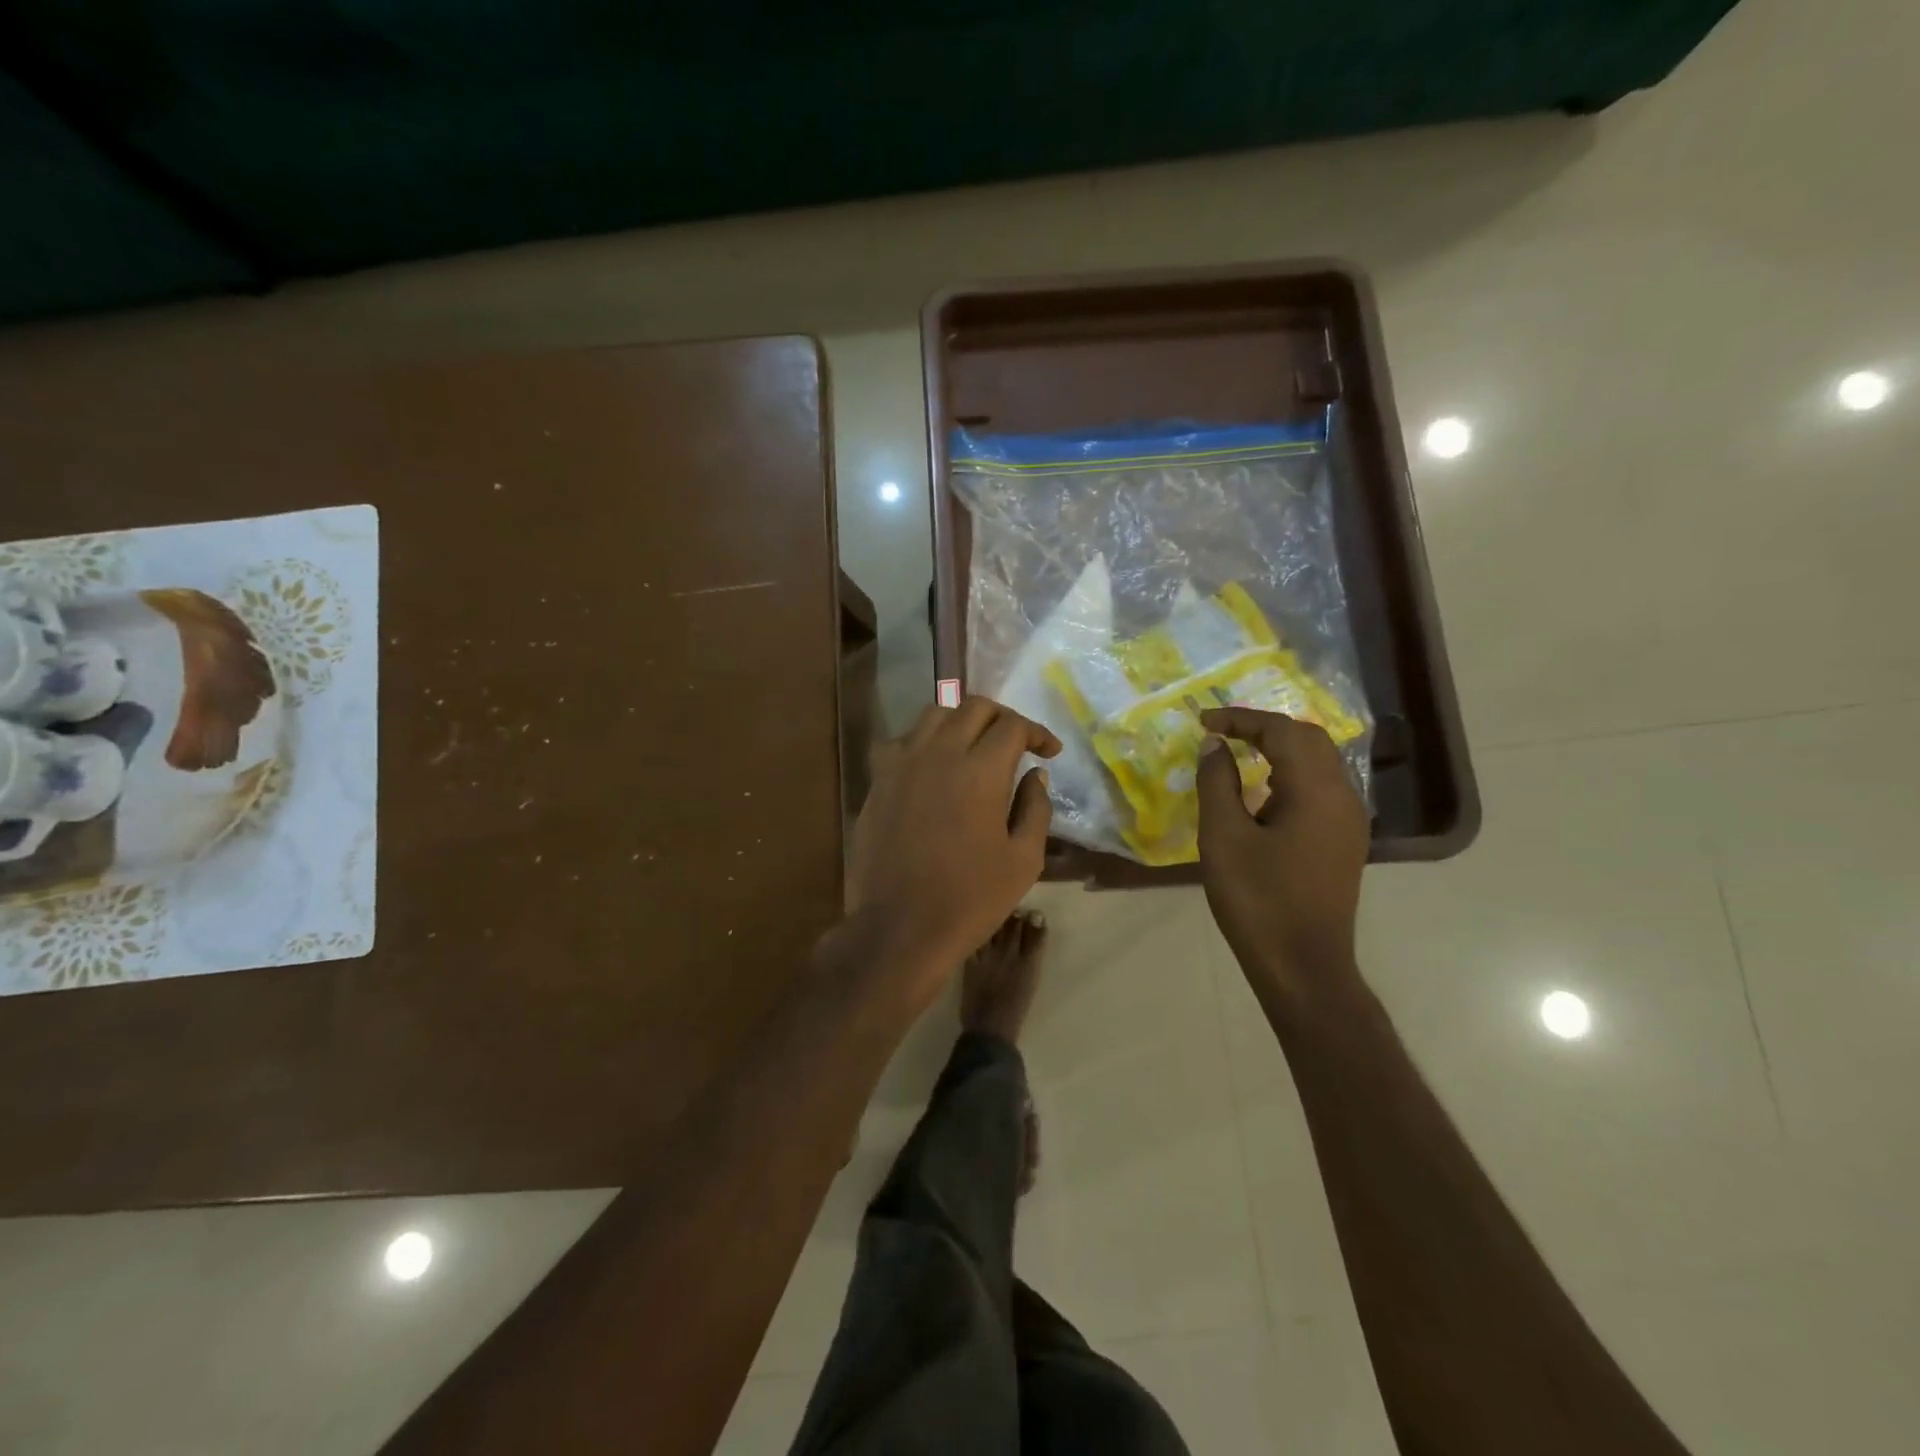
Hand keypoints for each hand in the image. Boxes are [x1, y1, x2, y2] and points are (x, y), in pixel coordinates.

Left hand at [845, 696, 1059, 997]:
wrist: (900, 927)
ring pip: (934, 714)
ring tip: (975, 745)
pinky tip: (933, 765)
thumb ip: (1035, 809)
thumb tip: (1035, 775)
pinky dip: (924, 741)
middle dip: (1003, 717)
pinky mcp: (878, 780)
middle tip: (1016, 741)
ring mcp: (902, 763)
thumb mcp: (1023, 860)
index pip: (1013, 726)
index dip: (1037, 733)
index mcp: (981, 770)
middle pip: (974, 707)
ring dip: (961, 720)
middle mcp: (939, 753)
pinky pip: (902, 740)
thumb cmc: (970, 899)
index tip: (1049, 751)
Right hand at [1195, 706, 1368, 992]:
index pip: (1281, 731)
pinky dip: (1290, 773)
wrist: (1302, 966)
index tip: (1203, 721)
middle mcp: (1343, 796)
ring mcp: (1349, 820)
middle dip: (1264, 727)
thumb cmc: (1257, 900)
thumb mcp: (1224, 837)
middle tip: (1222, 732)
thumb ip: (1218, 782)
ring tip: (1238, 752)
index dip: (1241, 719)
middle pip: (1308, 739)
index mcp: (1316, 791)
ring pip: (1318, 762)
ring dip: (1279, 748)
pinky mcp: (1344, 841)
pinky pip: (1320, 788)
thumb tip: (1215, 745)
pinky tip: (1263, 791)